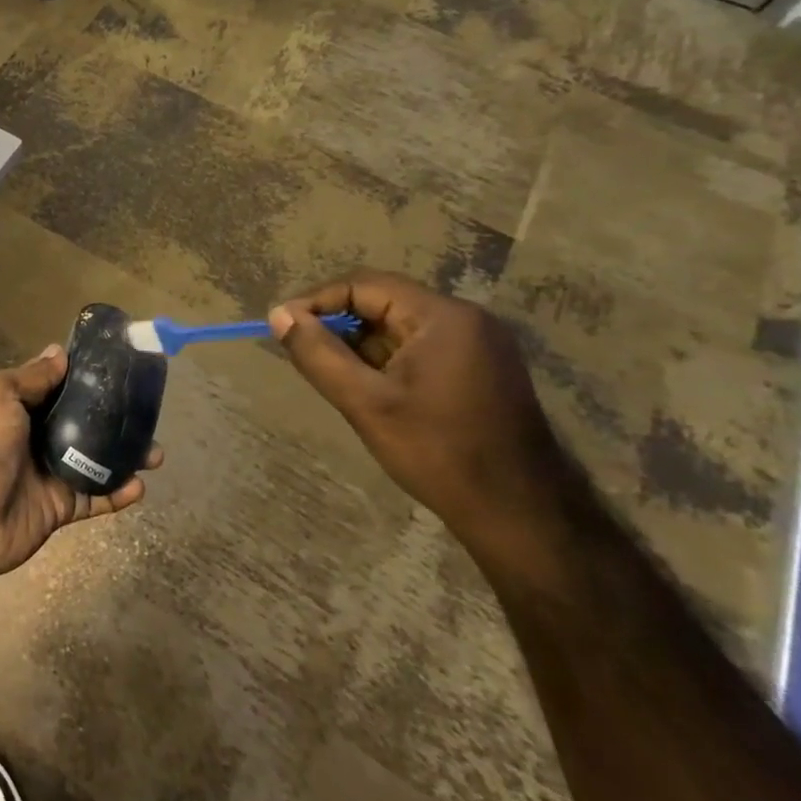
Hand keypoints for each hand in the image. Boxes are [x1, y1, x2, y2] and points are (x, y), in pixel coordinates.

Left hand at [0, 345, 161, 584]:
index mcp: (13, 405)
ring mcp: (45, 473)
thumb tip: (59, 352)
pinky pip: (93, 497)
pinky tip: (141, 485)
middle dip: (112, 417)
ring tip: (156, 453)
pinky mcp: (57, 507)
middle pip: (80, 421)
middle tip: (147, 411)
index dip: (83, 376)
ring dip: (124, 455)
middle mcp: (30, 435)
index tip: (119, 367)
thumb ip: (31, 377)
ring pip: (93, 459)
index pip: (54, 385)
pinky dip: (117, 493)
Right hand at [269, 271, 564, 560]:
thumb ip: (317, 353)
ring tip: (333, 375)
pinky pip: (419, 346)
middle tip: (303, 353)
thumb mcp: (365, 403)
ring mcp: (479, 344)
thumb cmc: (439, 453)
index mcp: (443, 316)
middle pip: (383, 301)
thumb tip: (279, 315)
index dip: (317, 301)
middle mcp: (466, 319)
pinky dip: (386, 359)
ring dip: (360, 344)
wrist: (521, 515)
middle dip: (338, 323)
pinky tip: (369, 389)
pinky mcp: (481, 369)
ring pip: (399, 326)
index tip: (283, 326)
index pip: (364, 285)